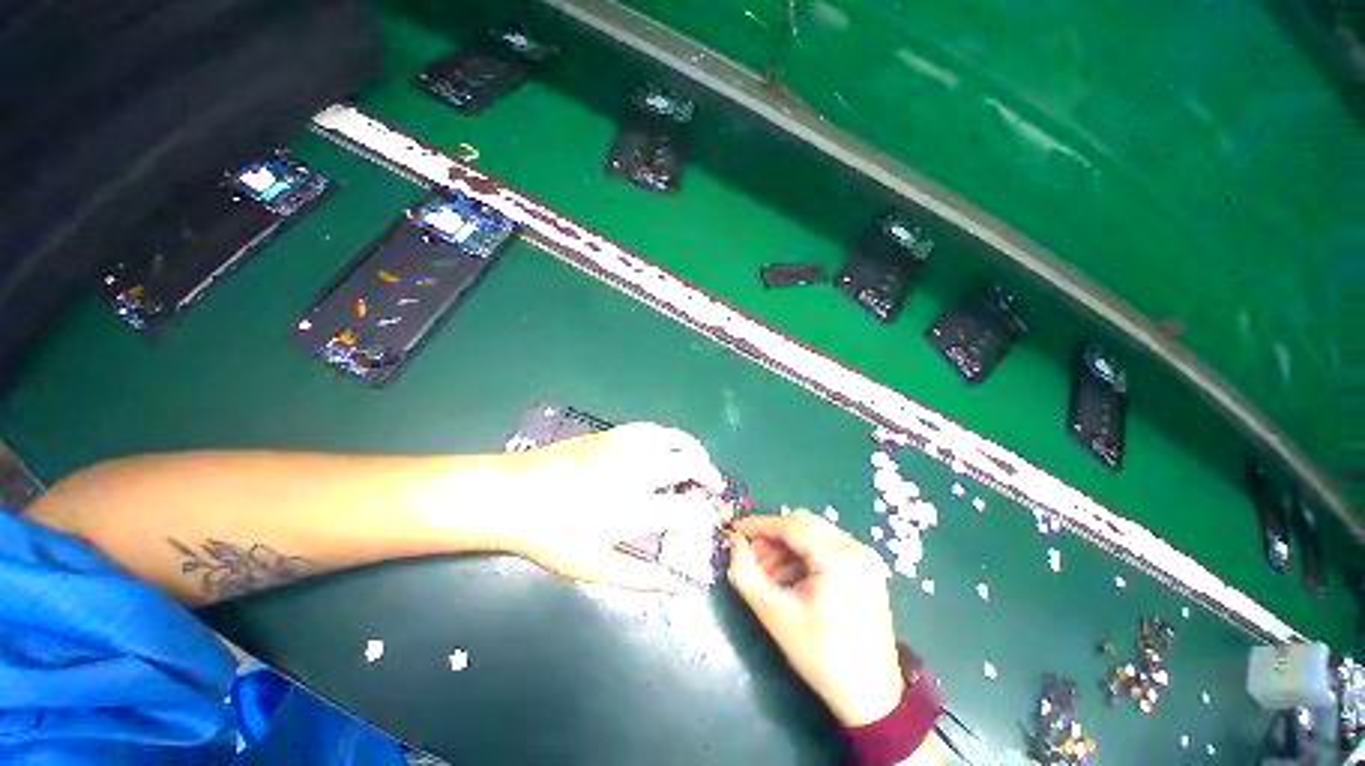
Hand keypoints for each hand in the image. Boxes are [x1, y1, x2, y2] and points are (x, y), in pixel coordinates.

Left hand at [500, 422, 724, 591]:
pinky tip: (666, 446)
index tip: (707, 521)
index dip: (704, 516)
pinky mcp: (613, 433)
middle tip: (712, 485)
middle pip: (689, 464)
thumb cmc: (552, 536)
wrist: (515, 494)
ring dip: (693, 449)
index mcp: (634, 507)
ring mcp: (626, 447)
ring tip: (698, 460)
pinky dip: (669, 437)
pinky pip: (653, 428)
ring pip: (674, 438)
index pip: (688, 509)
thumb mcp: (595, 567)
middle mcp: (637, 471)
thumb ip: (640, 580)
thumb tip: (677, 588)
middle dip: (709, 474)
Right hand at [728, 511, 904, 726]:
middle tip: (751, 554)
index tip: (735, 530)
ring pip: (814, 532)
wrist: (871, 696)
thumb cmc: (820, 656)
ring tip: (768, 572)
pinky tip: (790, 577)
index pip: (790, 526)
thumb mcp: (775, 615)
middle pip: (803, 523)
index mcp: (837, 559)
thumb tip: (734, 541)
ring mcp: (865, 556)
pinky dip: (804, 554)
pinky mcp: (867, 566)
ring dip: (787, 545)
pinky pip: (827, 545)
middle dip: (773, 535)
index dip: (758, 525)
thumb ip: (746, 574)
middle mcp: (855, 548)